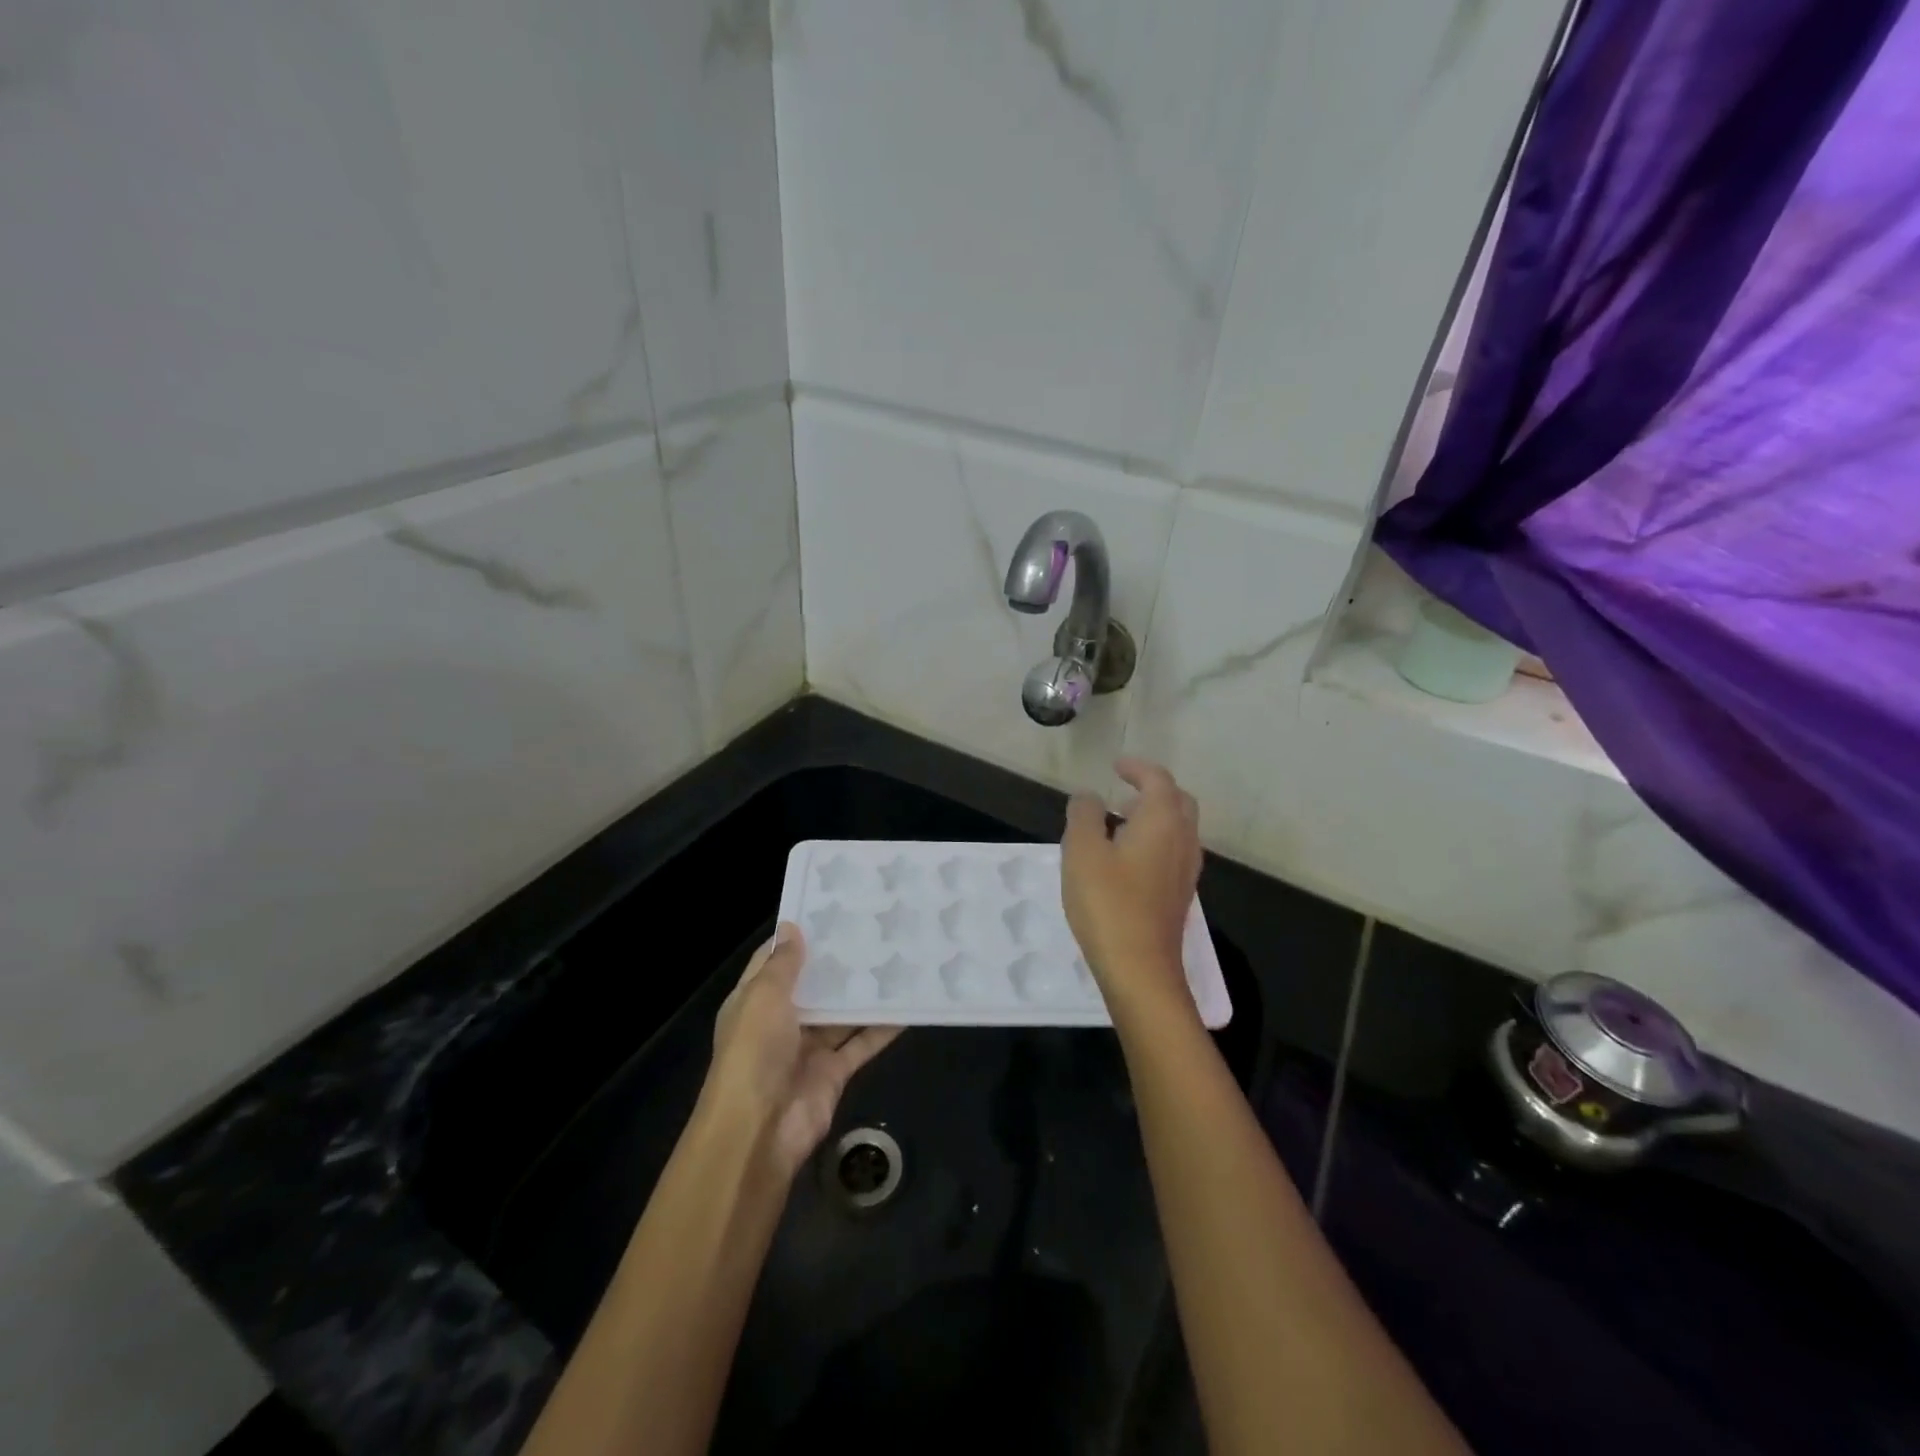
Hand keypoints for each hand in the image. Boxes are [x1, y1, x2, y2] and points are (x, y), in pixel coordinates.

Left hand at [701, 923, 901, 1178]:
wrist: (759, 1132)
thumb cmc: (754, 1053)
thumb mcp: (763, 998)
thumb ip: (783, 964)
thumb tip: (791, 926)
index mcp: (754, 1001)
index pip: (775, 960)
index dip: (798, 936)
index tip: (831, 909)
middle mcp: (781, 1021)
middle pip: (813, 985)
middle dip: (838, 961)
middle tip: (874, 927)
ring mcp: (809, 1048)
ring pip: (841, 1013)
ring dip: (864, 992)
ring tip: (896, 957)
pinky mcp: (834, 1072)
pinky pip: (862, 1042)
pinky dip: (883, 1027)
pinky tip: (908, 1004)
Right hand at [1061, 758, 1202, 1025]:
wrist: (1140, 969)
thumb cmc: (1108, 903)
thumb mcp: (1082, 851)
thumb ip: (1084, 815)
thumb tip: (1088, 796)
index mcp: (1163, 821)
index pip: (1158, 780)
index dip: (1137, 768)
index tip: (1116, 765)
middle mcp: (1183, 840)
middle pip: (1178, 802)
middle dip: (1153, 789)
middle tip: (1123, 790)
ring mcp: (1185, 871)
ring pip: (1178, 829)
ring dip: (1154, 816)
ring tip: (1119, 821)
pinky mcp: (1179, 895)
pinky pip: (1173, 852)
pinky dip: (1154, 840)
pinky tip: (1127, 859)